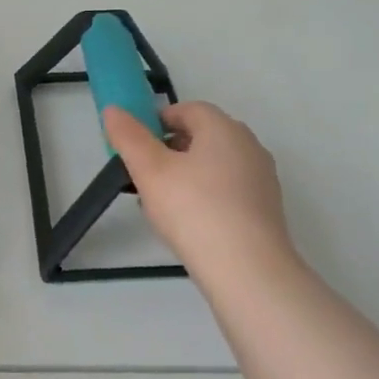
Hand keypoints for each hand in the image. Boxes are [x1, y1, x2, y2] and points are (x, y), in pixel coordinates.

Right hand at [103, 101, 295, 279]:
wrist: (247, 269)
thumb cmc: (193, 210)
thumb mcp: (150, 170)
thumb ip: (129, 137)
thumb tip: (113, 110)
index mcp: (223, 128)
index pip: (187, 109)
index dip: (157, 122)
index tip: (135, 146)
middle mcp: (248, 145)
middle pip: (203, 136)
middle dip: (170, 150)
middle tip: (144, 177)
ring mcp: (261, 177)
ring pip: (215, 165)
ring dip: (186, 175)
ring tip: (161, 205)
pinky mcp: (266, 208)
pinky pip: (228, 190)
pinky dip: (206, 196)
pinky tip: (190, 224)